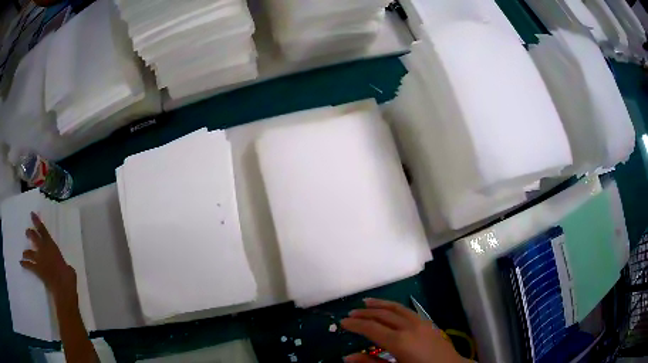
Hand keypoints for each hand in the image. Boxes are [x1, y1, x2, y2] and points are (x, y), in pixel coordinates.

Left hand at [21, 212, 76, 302]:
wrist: (63, 287)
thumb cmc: (68, 276)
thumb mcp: (68, 268)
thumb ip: (64, 265)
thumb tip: (66, 268)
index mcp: (51, 245)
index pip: (43, 230)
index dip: (37, 222)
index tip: (32, 214)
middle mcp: (43, 249)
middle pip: (34, 237)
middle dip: (30, 233)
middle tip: (27, 232)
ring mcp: (39, 259)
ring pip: (29, 252)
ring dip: (26, 251)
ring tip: (23, 253)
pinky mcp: (37, 269)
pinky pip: (29, 265)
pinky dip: (24, 264)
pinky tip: (21, 263)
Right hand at [341, 299, 462, 362]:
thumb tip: (347, 357)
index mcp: (399, 341)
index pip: (371, 328)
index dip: (355, 325)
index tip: (342, 322)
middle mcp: (408, 327)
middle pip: (382, 315)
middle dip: (365, 313)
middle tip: (350, 313)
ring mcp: (420, 323)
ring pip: (396, 308)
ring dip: (379, 304)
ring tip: (366, 302)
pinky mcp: (428, 323)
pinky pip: (407, 310)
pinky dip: (394, 306)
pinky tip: (390, 309)